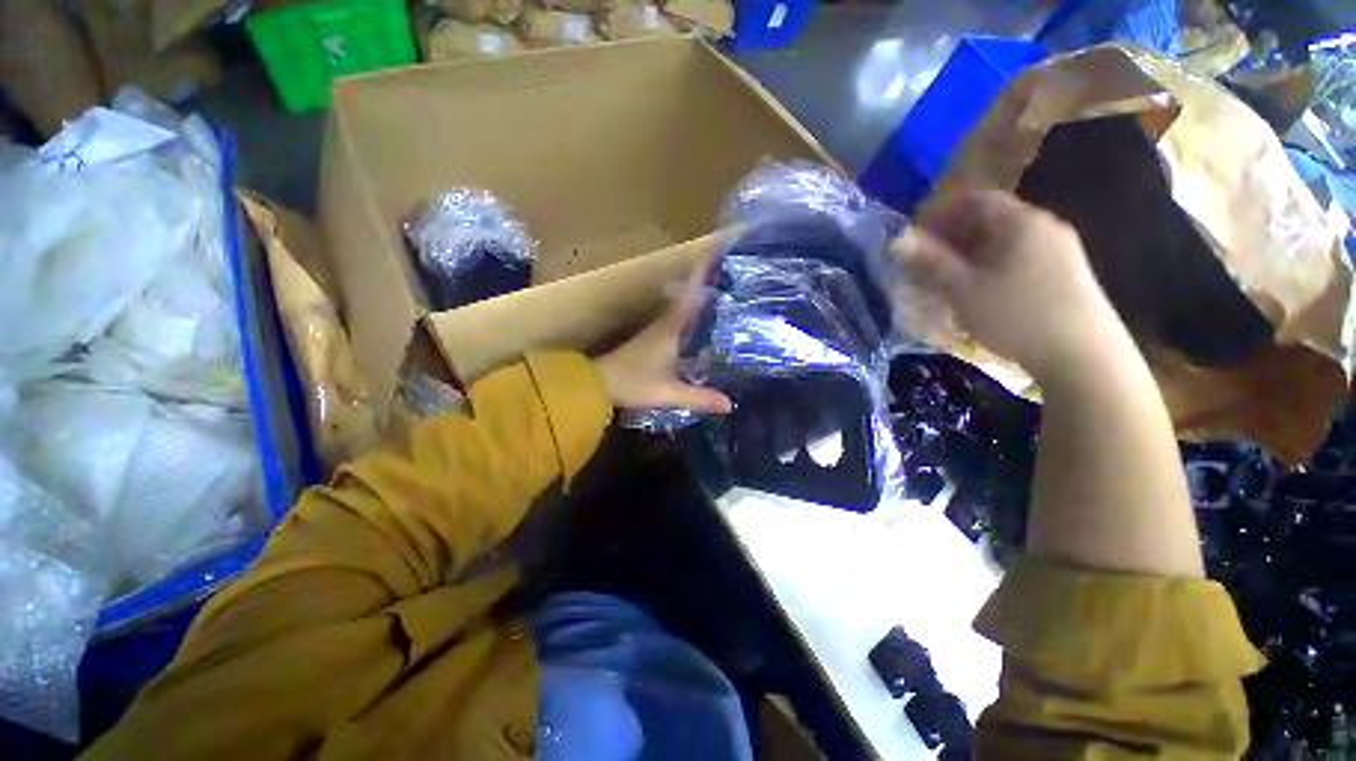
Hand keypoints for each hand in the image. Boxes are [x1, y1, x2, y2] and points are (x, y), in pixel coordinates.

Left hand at [594, 259, 732, 414]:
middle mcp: (664, 323)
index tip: (717, 249)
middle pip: (689, 296)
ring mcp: (657, 331)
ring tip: (725, 297)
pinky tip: (704, 328)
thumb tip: (730, 404)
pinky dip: (692, 317)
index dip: (703, 271)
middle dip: (708, 283)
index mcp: (670, 328)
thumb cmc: (632, 383)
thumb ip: (699, 398)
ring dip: (700, 299)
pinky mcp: (652, 341)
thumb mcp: (669, 393)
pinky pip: (678, 322)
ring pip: (683, 308)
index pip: (691, 293)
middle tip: (733, 276)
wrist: (596, 385)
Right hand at [894, 190, 1129, 383]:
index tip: (915, 237)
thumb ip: (931, 262)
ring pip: (1003, 241)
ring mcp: (1058, 249)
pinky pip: (1018, 257)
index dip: (940, 214)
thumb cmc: (1016, 316)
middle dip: (952, 237)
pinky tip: (978, 289)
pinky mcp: (1064, 272)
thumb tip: (898, 239)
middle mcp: (1043, 226)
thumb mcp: (964, 290)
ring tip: (946, 279)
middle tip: (924, 262)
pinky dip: (991, 265)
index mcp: (1021, 222)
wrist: (1082, 355)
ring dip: (969, 254)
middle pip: (990, 219)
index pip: (974, 200)